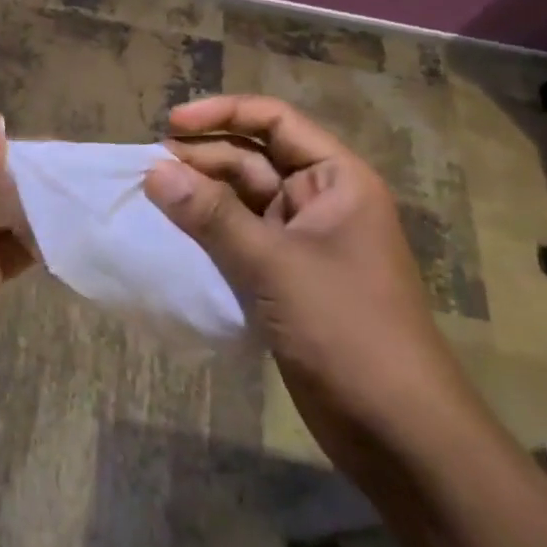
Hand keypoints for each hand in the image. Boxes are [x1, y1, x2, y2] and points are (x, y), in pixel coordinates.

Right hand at [143, 95, 473, 459]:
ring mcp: (303, 242)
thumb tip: (155, 171)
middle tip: (148, 169)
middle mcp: (320, 201)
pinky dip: (208, 235)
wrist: (398, 433)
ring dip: (201, 198)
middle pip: (254, 159)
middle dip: (203, 159)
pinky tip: (172, 238)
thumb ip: (212, 216)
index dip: (222, 114)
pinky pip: (240, 241)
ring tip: (151, 197)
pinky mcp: (287, 280)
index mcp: (336, 179)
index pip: (275, 121)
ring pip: (242, 202)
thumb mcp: (275, 264)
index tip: (171, 123)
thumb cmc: (347, 330)